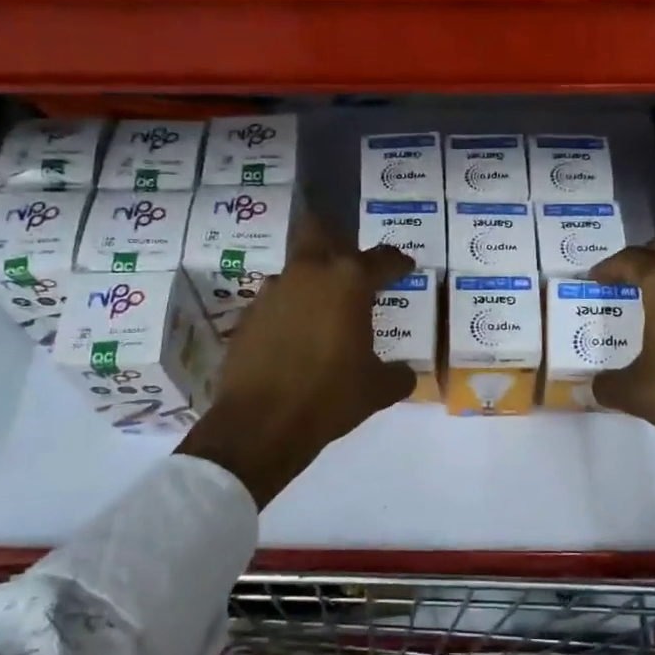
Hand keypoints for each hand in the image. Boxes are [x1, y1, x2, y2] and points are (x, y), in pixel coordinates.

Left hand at [178, 216, 415, 507]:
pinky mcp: (248, 315)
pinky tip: (296, 340)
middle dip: (336, 238)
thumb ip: (397, 375)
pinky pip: (276, 302)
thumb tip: (405, 374)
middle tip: (352, 265)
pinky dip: (290, 312)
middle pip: (318, 230)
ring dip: (311, 283)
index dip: (398, 262)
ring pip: (296, 269)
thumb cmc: (330, 397)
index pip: (382, 258)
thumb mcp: (376, 390)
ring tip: (325, 313)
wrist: (260, 425)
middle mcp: (309, 273)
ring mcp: (272, 291)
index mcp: (348, 282)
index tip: (406, 268)